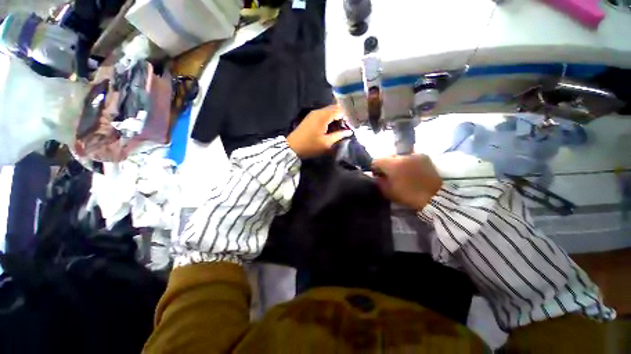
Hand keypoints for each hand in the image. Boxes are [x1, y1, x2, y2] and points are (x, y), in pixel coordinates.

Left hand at [287, 105, 352, 157]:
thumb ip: (339, 136)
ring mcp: (314, 113)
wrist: (292, 147)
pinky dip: (330, 119)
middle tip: (349, 125)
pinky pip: (324, 114)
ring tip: (342, 127)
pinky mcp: (311, 117)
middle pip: (335, 108)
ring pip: (329, 111)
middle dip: (343, 116)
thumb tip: (349, 132)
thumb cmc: (310, 146)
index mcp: (323, 115)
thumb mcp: (326, 143)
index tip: (354, 123)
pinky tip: (333, 127)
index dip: (348, 115)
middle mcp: (319, 111)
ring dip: (336, 117)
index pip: (340, 109)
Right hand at [372, 154, 442, 209]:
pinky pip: (410, 157)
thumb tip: (374, 176)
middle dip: (386, 165)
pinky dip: (408, 163)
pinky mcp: (424, 156)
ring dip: (397, 163)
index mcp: (393, 164)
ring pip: (399, 157)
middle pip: (387, 157)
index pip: (376, 160)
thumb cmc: (408, 196)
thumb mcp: (388, 192)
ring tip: (402, 173)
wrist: (436, 198)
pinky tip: (411, 171)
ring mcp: (415, 154)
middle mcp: (403, 155)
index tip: (378, 176)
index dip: (375, 168)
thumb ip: (378, 182)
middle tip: (390, 176)